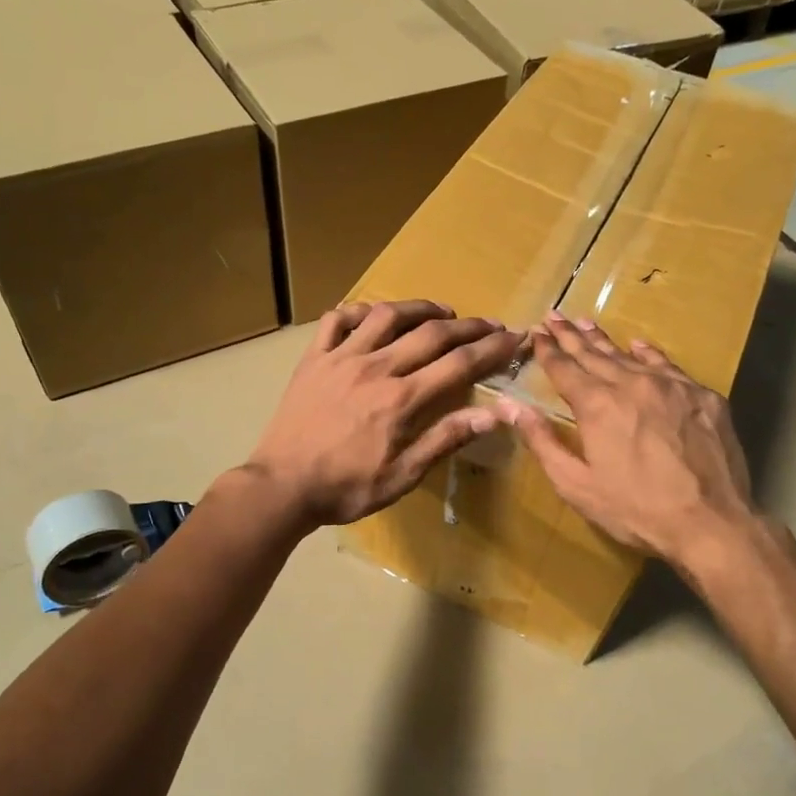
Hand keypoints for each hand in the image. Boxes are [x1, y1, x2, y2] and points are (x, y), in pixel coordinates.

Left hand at [243, 300, 523, 528]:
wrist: (282, 486)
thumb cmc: (346, 488)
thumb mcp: (402, 477)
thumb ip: (445, 440)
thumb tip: (493, 414)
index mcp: (401, 400)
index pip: (458, 364)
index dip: (491, 348)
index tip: (514, 337)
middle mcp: (375, 368)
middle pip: (431, 333)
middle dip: (468, 325)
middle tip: (490, 324)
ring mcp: (340, 358)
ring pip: (386, 315)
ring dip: (419, 308)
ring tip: (441, 313)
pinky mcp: (314, 359)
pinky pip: (337, 320)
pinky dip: (360, 310)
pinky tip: (375, 316)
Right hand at [498, 313, 754, 573]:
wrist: (710, 522)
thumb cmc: (635, 509)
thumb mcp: (576, 484)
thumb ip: (541, 441)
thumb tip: (509, 405)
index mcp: (597, 405)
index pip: (564, 368)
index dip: (547, 350)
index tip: (535, 332)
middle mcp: (631, 384)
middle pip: (594, 354)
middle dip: (570, 335)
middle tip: (554, 316)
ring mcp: (671, 386)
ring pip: (629, 355)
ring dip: (604, 340)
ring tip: (586, 323)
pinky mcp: (702, 397)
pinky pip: (668, 366)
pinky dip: (648, 354)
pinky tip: (639, 346)